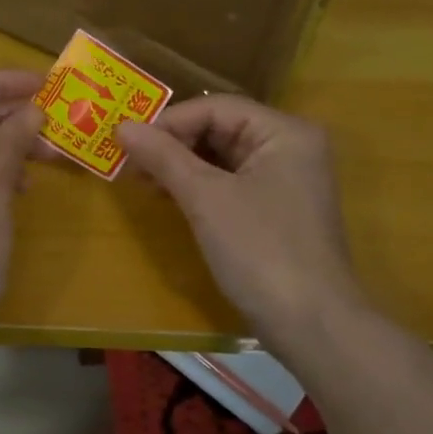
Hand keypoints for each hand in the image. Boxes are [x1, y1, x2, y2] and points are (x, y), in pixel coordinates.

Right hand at [115, 96, 370, 352]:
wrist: (311, 325)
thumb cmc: (260, 250)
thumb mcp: (206, 198)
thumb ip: (164, 157)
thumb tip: (121, 126)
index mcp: (284, 132)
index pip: (216, 107)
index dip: (169, 122)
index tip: (128, 143)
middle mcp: (290, 147)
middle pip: (220, 128)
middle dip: (174, 144)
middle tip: (130, 163)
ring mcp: (286, 180)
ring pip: (223, 157)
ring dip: (182, 166)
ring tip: (142, 180)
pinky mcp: (277, 209)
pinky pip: (231, 183)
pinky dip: (199, 186)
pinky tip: (169, 197)